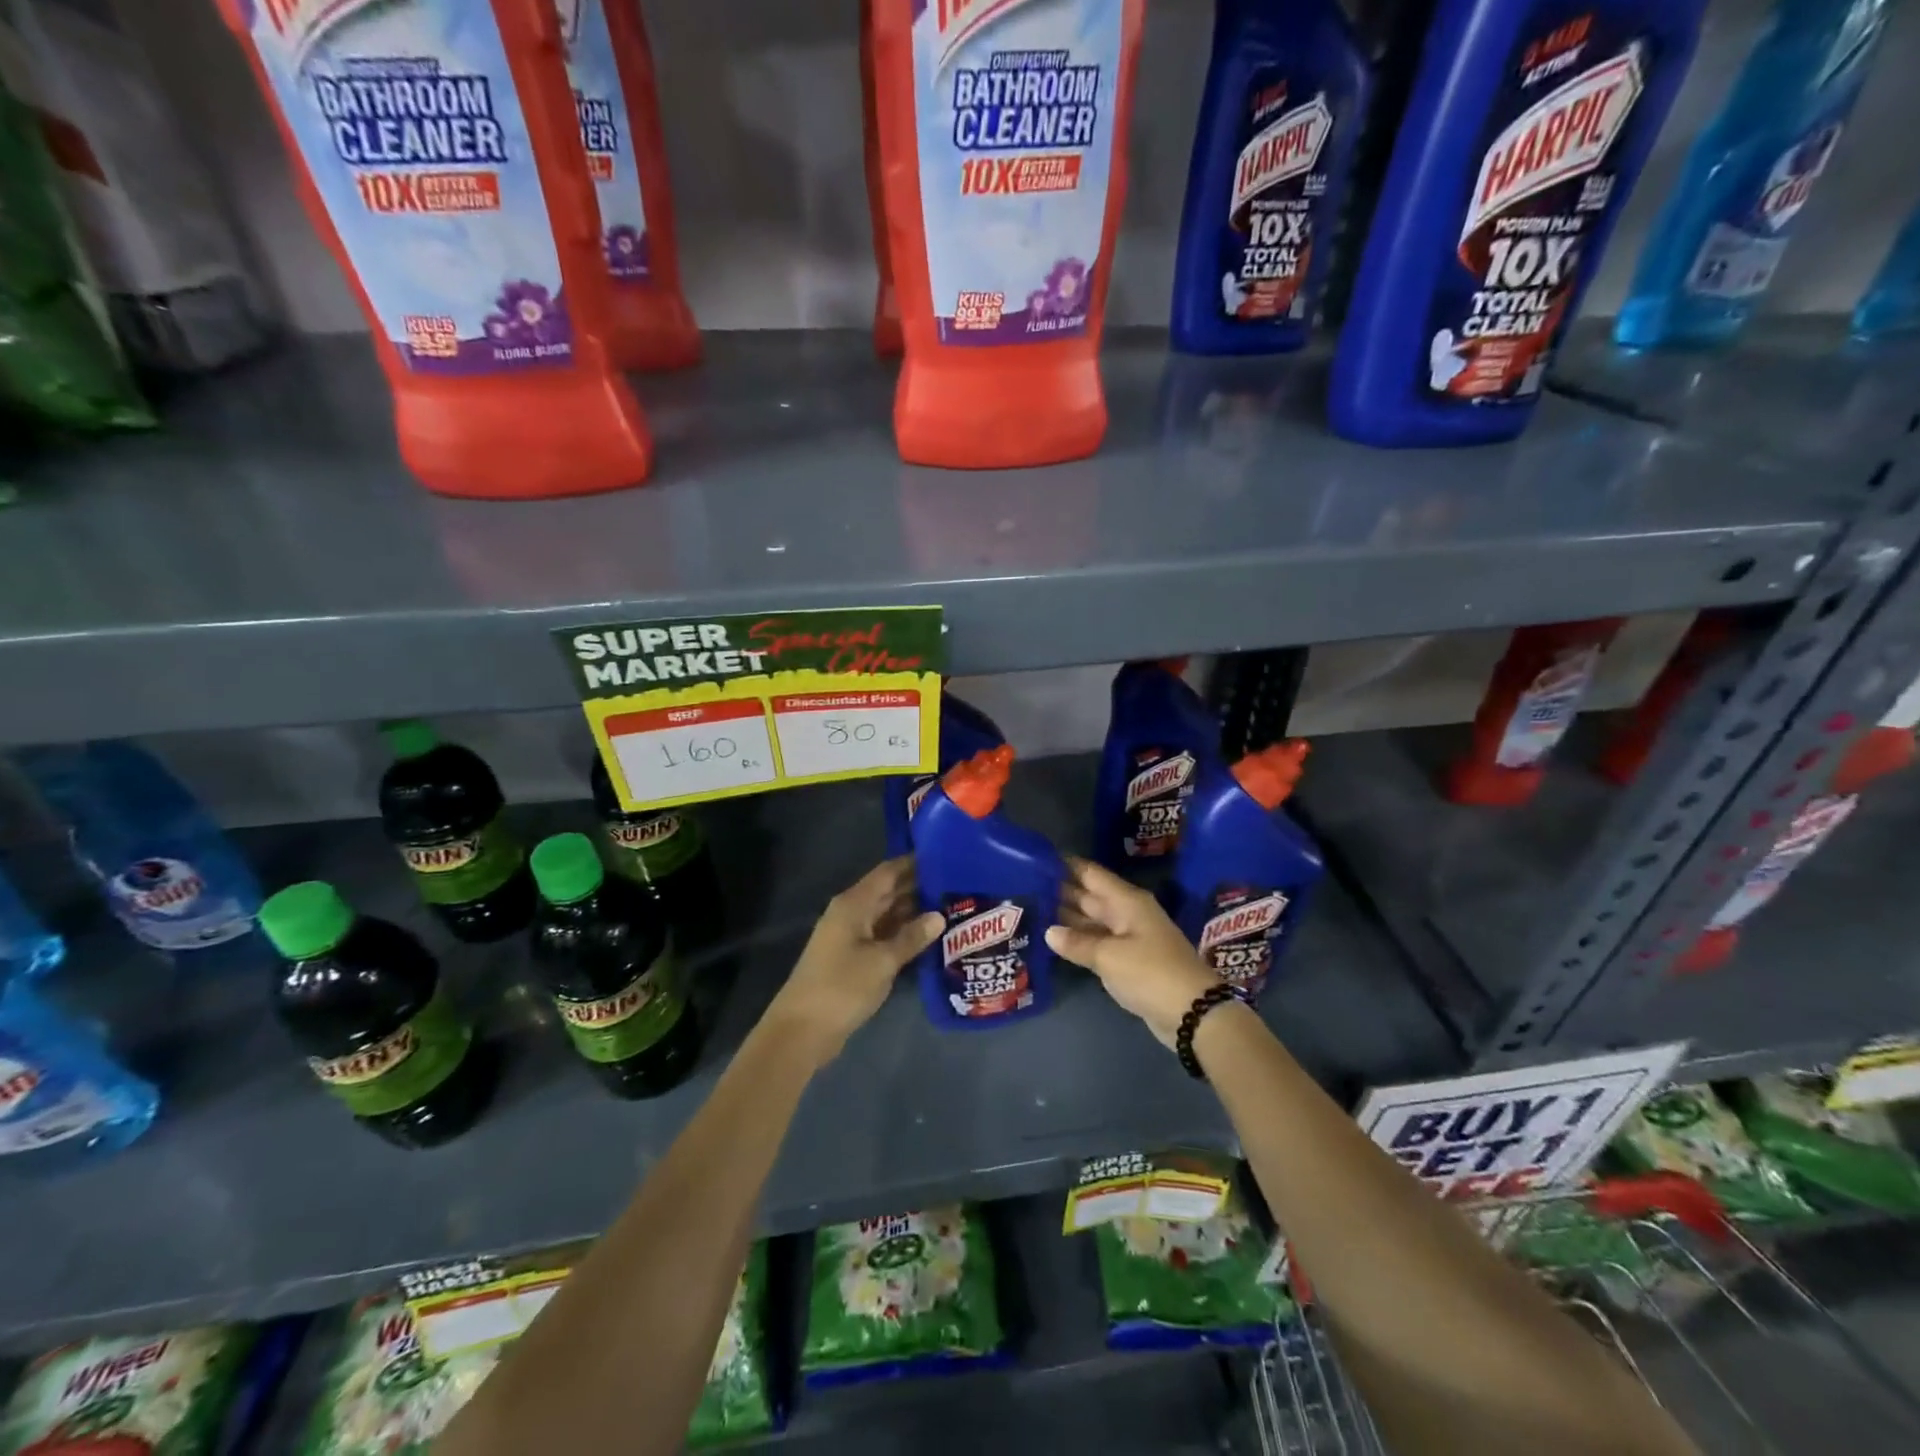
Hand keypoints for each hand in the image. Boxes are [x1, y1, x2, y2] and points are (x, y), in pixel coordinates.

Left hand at [768, 856, 942, 1065]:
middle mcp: (852, 913)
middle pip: (888, 892)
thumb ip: (912, 937)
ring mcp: (851, 936)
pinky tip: (929, 937)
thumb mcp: (882, 962)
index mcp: (854, 904)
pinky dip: (903, 933)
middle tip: (957, 884)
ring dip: (914, 911)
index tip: (945, 857)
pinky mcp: (853, 957)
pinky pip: (883, 935)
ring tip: (951, 907)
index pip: (888, 872)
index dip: (914, 863)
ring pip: (887, 914)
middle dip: (919, 887)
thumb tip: (939, 916)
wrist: (802, 1030)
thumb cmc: (842, 987)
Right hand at [1046, 857, 1218, 1048]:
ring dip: (1066, 917)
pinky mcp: (1129, 961)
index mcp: (1126, 901)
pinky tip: (1055, 941)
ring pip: (1092, 920)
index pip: (1091, 874)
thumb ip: (1077, 943)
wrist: (1193, 1012)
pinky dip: (1078, 940)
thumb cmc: (1150, 973)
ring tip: (1033, 910)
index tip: (1036, 858)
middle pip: (1090, 896)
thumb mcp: (1109, 956)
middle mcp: (1127, 913)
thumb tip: (1049, 931)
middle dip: (1060, 891)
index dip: (1066, 865)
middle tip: (1025, 886)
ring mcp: (1129, 937)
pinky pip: (1098, 942)